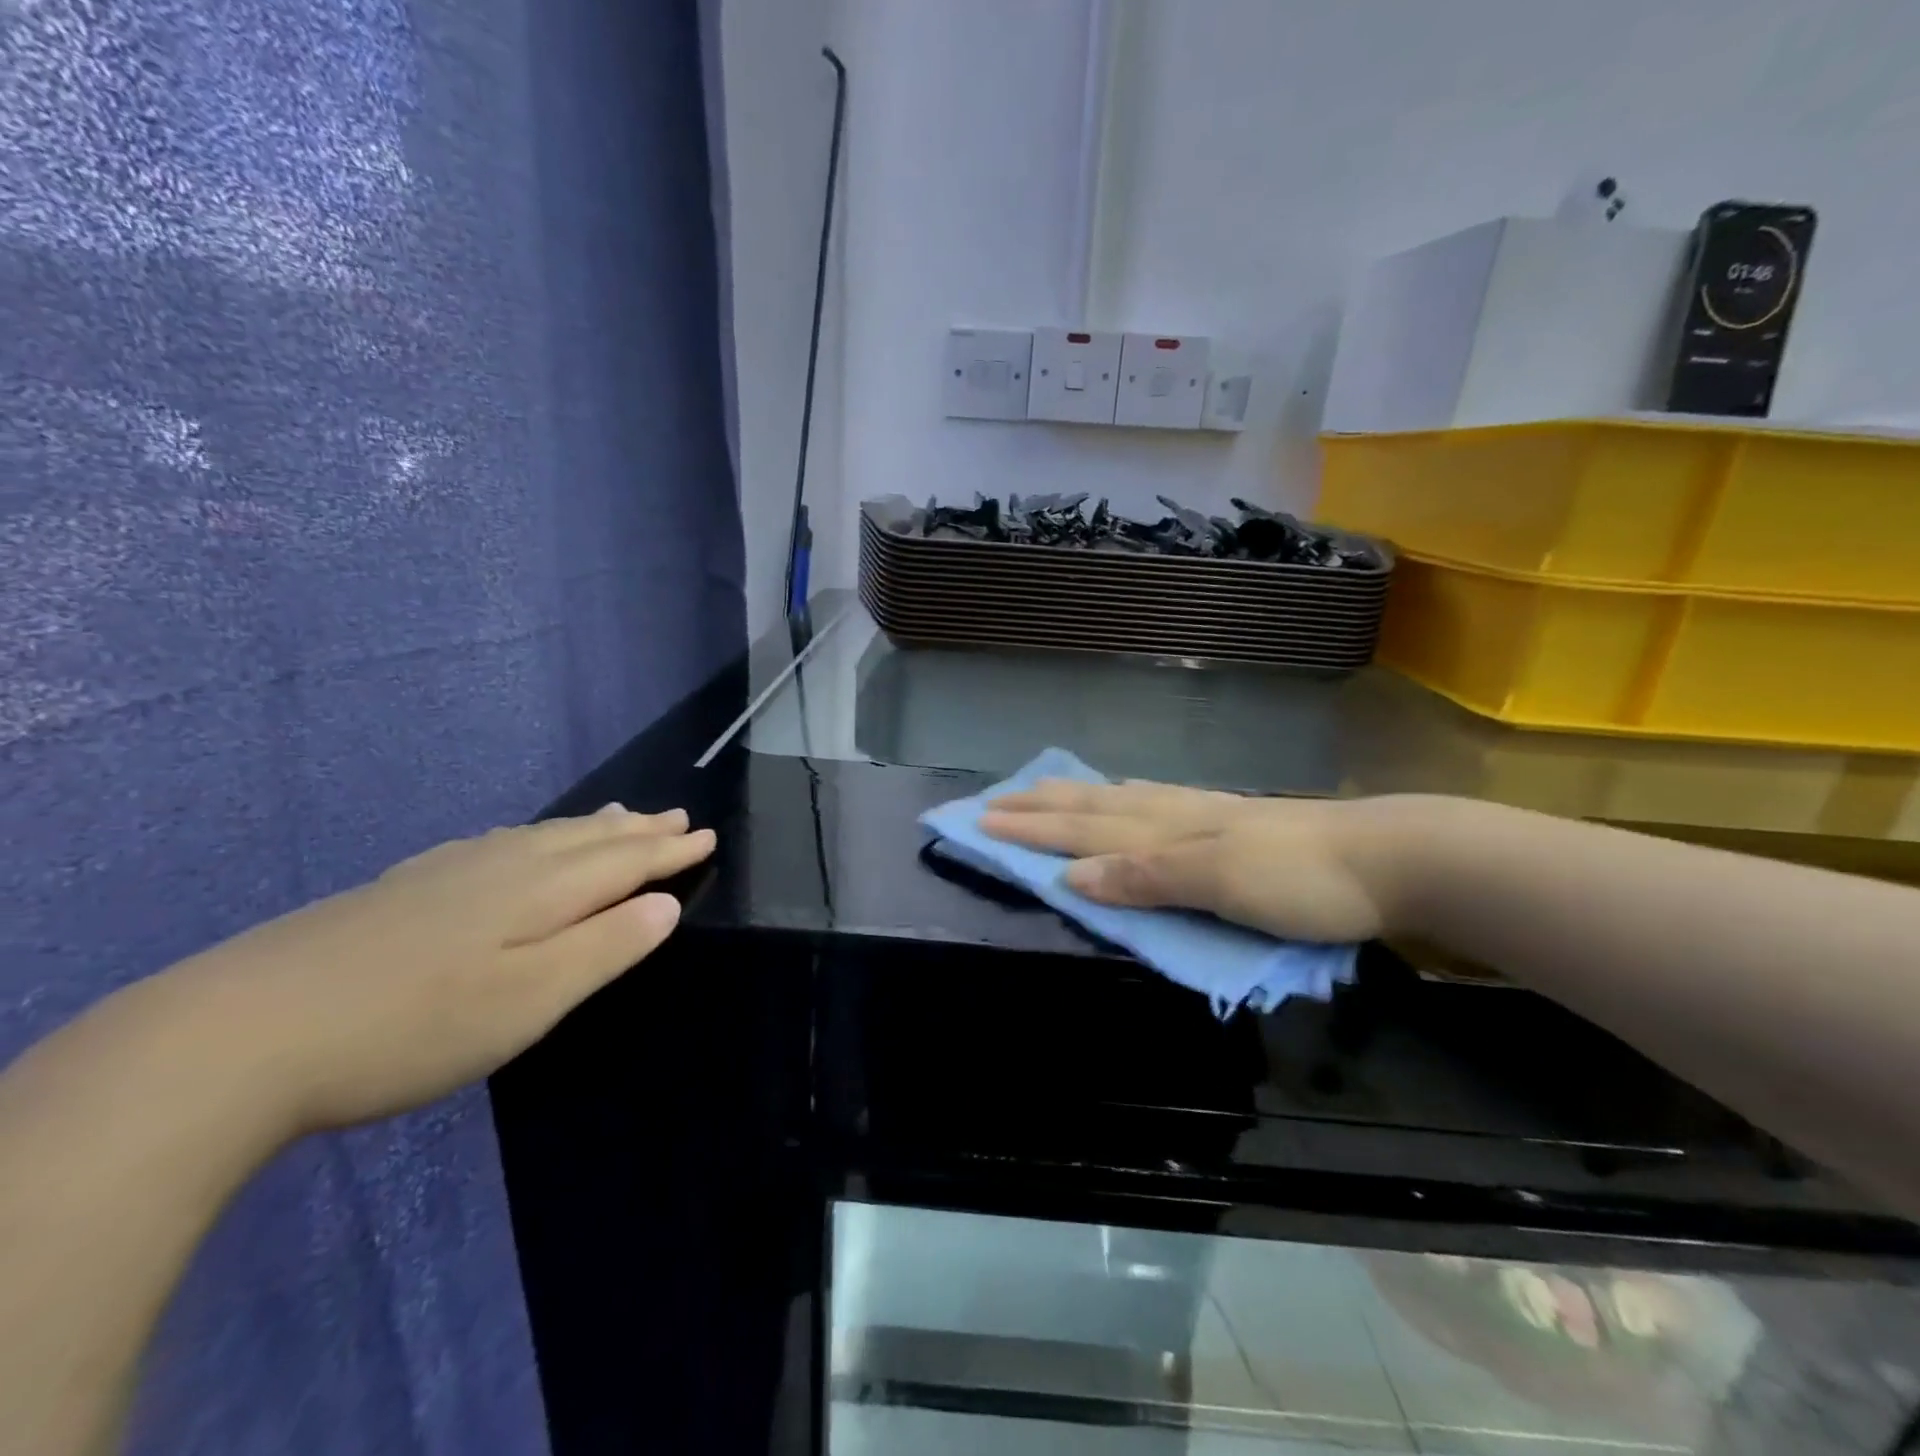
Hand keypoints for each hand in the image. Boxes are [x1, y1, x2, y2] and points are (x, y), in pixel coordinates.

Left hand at [150, 805, 715, 1136]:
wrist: (237, 1035)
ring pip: (539, 836)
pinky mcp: (402, 890)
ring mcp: (446, 875)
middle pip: (585, 839)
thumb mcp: (529, 1000)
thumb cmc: (411, 1027)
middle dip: (637, 830)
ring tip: (617, 815)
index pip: (623, 862)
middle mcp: (500, 867)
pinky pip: (496, 844)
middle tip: (674, 814)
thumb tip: (664, 906)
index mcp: (539, 892)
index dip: (668, 851)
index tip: (707, 835)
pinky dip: (531, 836)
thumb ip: (605, 948)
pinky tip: (516, 843)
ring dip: (589, 827)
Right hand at [980, 779, 1406, 943]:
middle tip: (993, 802)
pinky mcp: (1228, 820)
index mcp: (1166, 830)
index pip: (1082, 829)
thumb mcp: (1220, 883)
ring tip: (1043, 791)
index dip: (1031, 829)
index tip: (981, 823)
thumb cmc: (1302, 879)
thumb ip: (1145, 876)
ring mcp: (1202, 813)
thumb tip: (1070, 876)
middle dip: (1039, 807)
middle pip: (1092, 808)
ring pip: (1119, 800)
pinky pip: (1153, 802)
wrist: (1389, 857)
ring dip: (1073, 798)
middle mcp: (1174, 814)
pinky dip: (1121, 799)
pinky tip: (1126, 796)